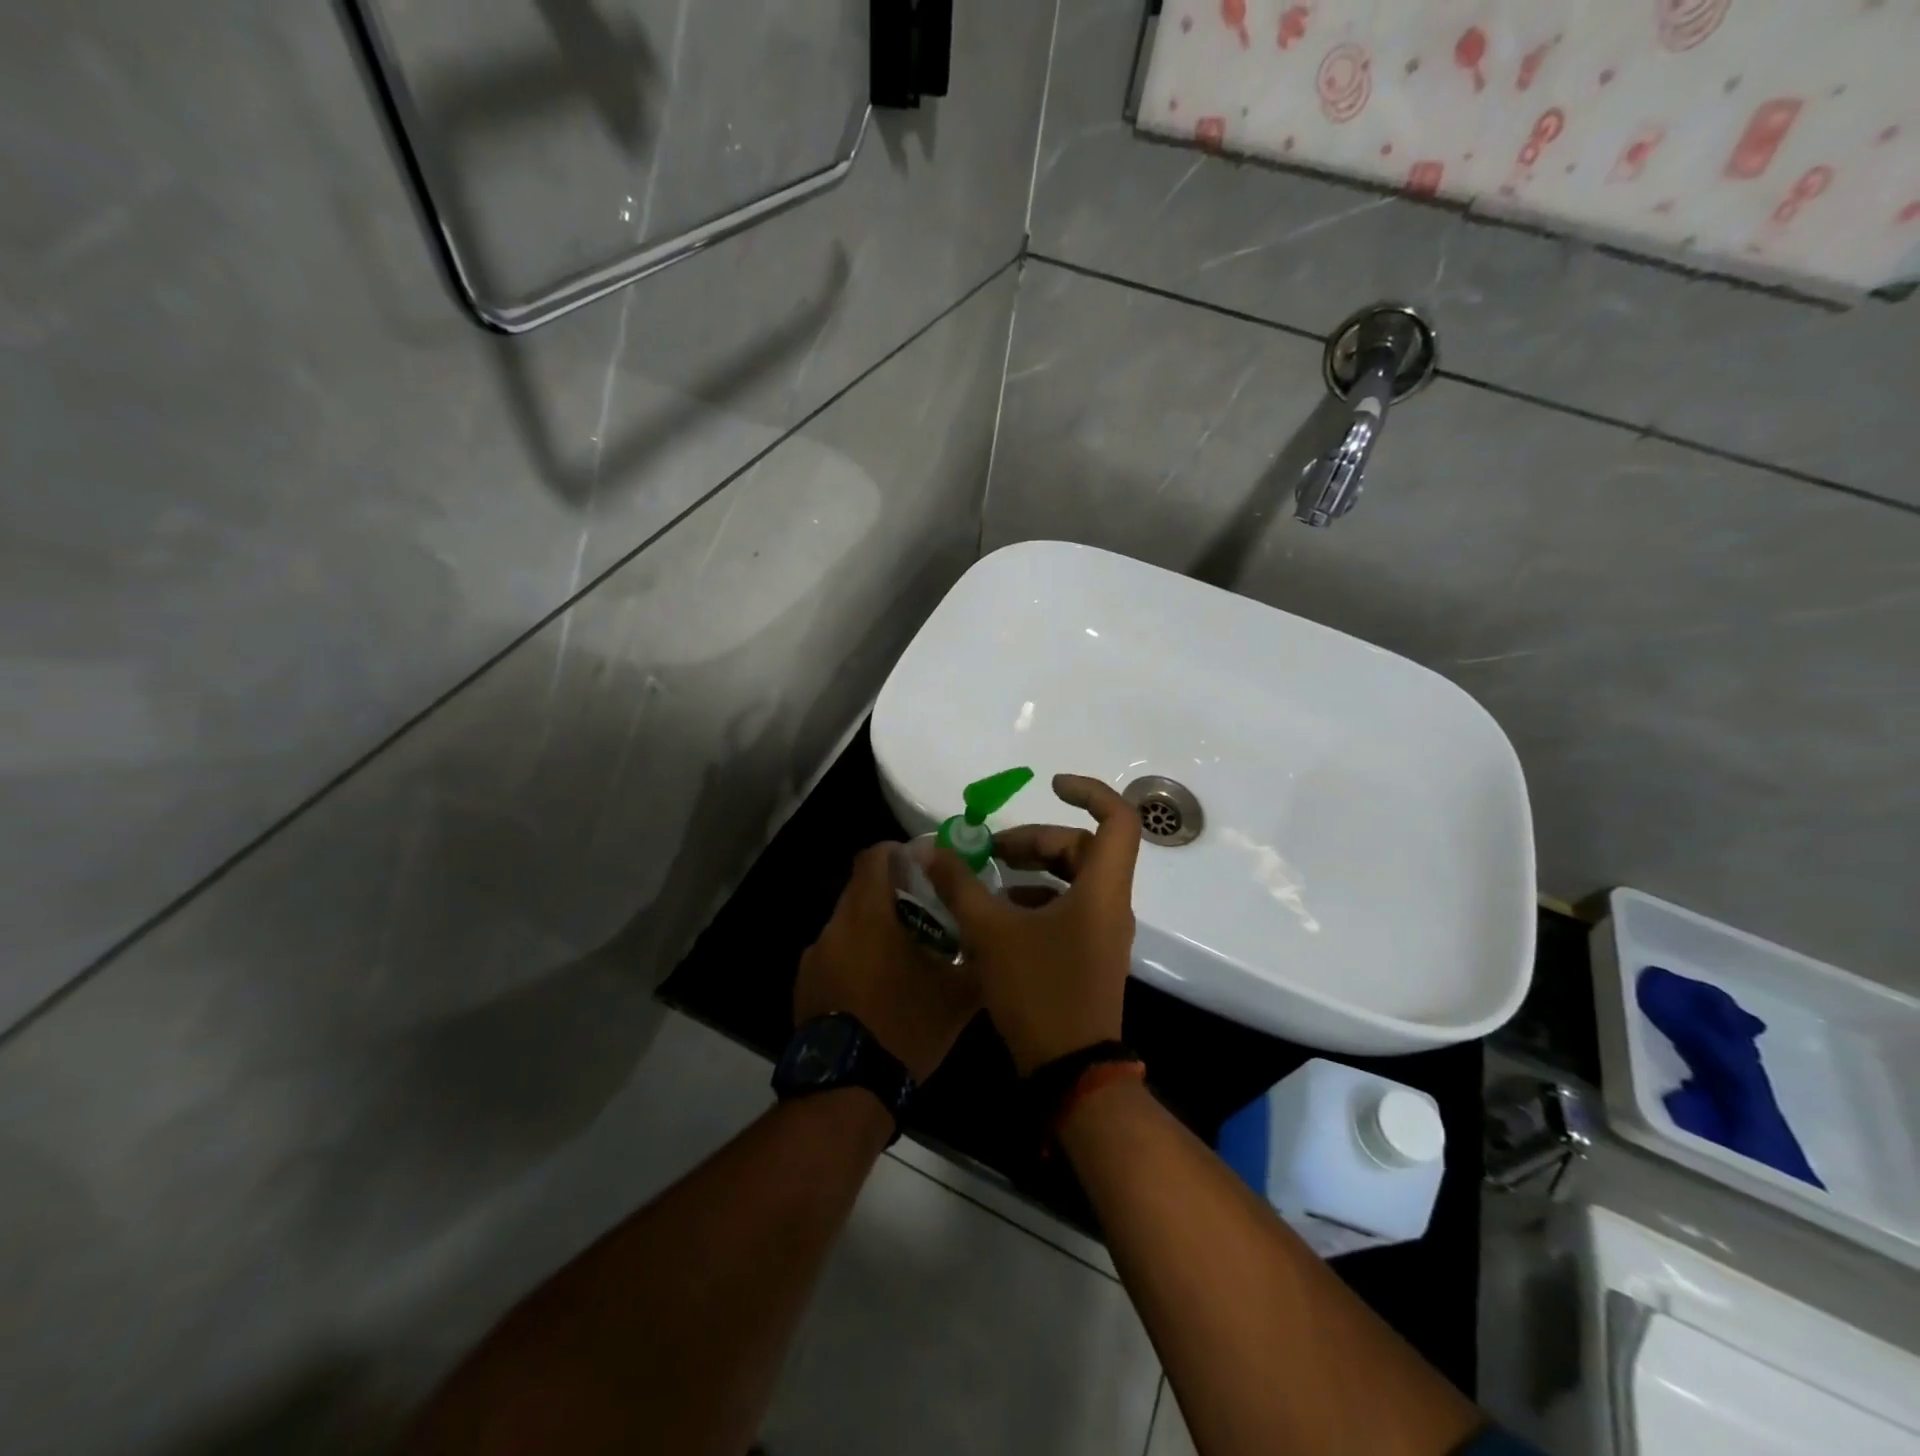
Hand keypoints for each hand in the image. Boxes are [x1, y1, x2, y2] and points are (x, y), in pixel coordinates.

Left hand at [795, 844, 982, 1083]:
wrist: (848, 1087)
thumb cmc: (906, 1027)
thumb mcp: (957, 995)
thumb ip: (977, 958)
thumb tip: (994, 940)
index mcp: (869, 914)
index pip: (874, 856)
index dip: (898, 852)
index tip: (923, 864)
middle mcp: (835, 925)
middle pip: (860, 889)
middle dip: (890, 892)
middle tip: (924, 911)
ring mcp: (814, 956)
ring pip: (847, 923)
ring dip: (872, 927)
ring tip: (901, 953)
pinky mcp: (804, 983)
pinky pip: (834, 953)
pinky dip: (854, 956)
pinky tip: (875, 986)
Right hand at [924, 774, 1140, 1075]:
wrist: (1072, 1072)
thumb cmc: (1039, 992)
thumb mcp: (990, 933)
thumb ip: (960, 886)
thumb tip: (930, 849)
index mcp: (1101, 889)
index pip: (1118, 819)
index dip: (1089, 792)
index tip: (1050, 786)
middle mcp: (1110, 905)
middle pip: (1084, 848)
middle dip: (1037, 840)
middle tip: (992, 850)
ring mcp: (1103, 933)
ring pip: (1075, 879)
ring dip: (1034, 870)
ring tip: (989, 879)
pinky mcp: (1090, 955)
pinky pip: (1069, 909)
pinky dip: (1037, 900)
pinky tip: (1000, 916)